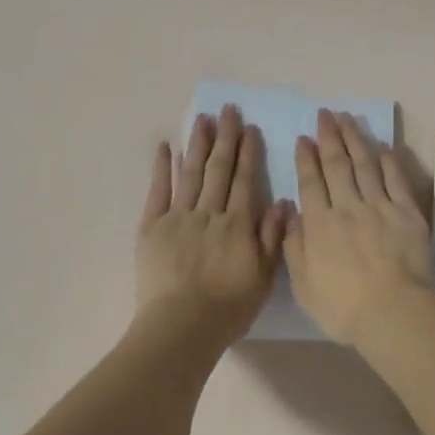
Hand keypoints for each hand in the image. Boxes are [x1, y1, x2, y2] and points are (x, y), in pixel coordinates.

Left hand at [135, 105, 287, 347]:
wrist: (182, 325)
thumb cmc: (228, 308)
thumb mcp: (263, 278)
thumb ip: (272, 238)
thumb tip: (283, 203)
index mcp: (238, 224)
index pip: (245, 180)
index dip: (249, 153)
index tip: (251, 128)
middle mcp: (209, 213)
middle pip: (219, 169)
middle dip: (225, 138)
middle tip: (228, 110)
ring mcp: (178, 217)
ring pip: (190, 173)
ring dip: (198, 144)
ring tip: (202, 118)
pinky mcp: (152, 227)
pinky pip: (158, 191)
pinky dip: (161, 168)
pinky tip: (165, 147)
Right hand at [285, 110, 434, 343]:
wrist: (392, 313)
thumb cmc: (342, 307)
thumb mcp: (303, 285)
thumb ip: (295, 247)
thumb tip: (293, 214)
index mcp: (320, 225)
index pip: (310, 183)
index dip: (306, 158)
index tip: (304, 138)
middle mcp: (347, 207)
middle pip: (337, 165)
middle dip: (330, 137)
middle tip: (325, 114)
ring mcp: (380, 207)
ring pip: (365, 165)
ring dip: (356, 139)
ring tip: (349, 118)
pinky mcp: (407, 214)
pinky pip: (396, 180)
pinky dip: (390, 161)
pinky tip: (384, 145)